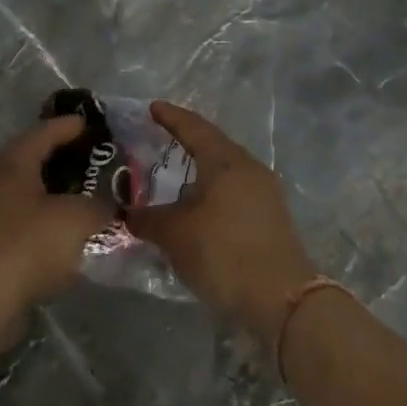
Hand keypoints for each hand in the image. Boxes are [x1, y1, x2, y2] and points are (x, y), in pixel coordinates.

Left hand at [0, 116, 106, 316]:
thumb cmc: (29, 245)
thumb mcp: (77, 219)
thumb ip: (98, 206)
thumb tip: (107, 206)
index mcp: (12, 164)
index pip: (43, 133)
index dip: (68, 126)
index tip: (90, 124)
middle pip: (29, 160)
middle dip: (59, 158)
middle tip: (88, 159)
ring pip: (23, 193)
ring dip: (50, 192)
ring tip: (79, 196)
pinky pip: (18, 221)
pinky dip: (41, 220)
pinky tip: (61, 234)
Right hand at [127, 102, 317, 342]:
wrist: (281, 298)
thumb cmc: (223, 253)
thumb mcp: (175, 235)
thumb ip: (147, 219)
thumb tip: (125, 213)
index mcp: (225, 162)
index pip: (194, 128)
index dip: (171, 117)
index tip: (152, 107)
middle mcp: (248, 169)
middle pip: (213, 145)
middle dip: (187, 140)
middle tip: (159, 138)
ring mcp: (265, 193)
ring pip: (226, 169)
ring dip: (201, 168)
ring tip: (175, 173)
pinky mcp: (270, 217)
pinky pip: (235, 190)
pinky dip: (212, 189)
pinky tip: (198, 204)